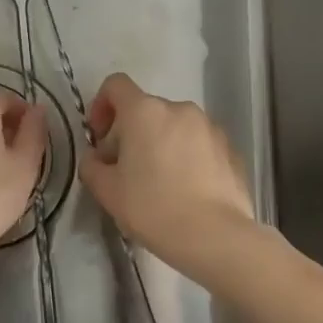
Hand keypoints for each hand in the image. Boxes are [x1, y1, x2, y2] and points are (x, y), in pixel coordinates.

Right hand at [80, 73, 254, 263]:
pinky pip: (198, 145)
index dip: (101, 105)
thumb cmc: (153, 208)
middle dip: (131, 133)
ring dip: (161, 144)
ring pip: (174, 127)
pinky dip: (187, 158)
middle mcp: (179, 109)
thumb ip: (92, 165)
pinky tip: (186, 191)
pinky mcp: (231, 149)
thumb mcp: (106, 191)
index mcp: (144, 111)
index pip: (115, 85)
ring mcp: (209, 127)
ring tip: (159, 184)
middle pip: (145, 110)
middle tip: (125, 171)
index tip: (100, 138)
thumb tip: (97, 158)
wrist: (215, 237)